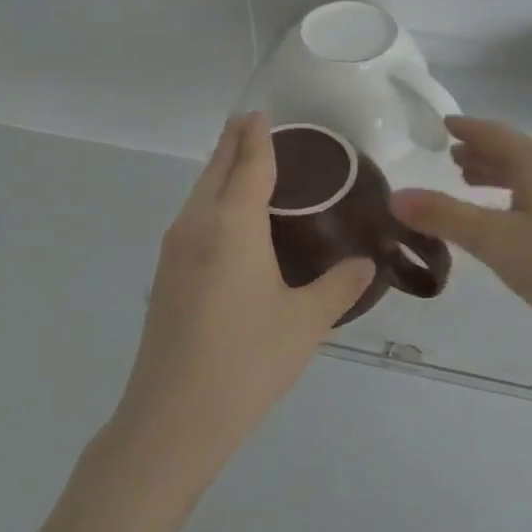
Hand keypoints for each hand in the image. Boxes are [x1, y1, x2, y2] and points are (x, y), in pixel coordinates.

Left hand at [117, 113, 374, 476]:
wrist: (173, 419)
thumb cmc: (247, 359)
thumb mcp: (306, 321)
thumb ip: (340, 285)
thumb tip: (366, 264)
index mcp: (232, 224)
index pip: (248, 164)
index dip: (258, 136)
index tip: (262, 113)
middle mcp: (197, 225)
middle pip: (215, 169)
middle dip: (234, 143)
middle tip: (254, 125)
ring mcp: (174, 252)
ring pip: (199, 194)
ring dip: (220, 172)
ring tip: (247, 166)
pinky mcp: (166, 277)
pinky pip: (193, 219)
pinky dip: (213, 201)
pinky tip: (232, 223)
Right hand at [391, 117, 531, 345]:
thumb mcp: (495, 241)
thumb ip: (445, 217)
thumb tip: (396, 196)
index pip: (493, 133)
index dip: (466, 128)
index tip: (444, 123)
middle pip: (514, 150)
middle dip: (481, 151)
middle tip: (452, 156)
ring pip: (531, 171)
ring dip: (500, 172)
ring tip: (473, 180)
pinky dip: (519, 190)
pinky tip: (513, 212)